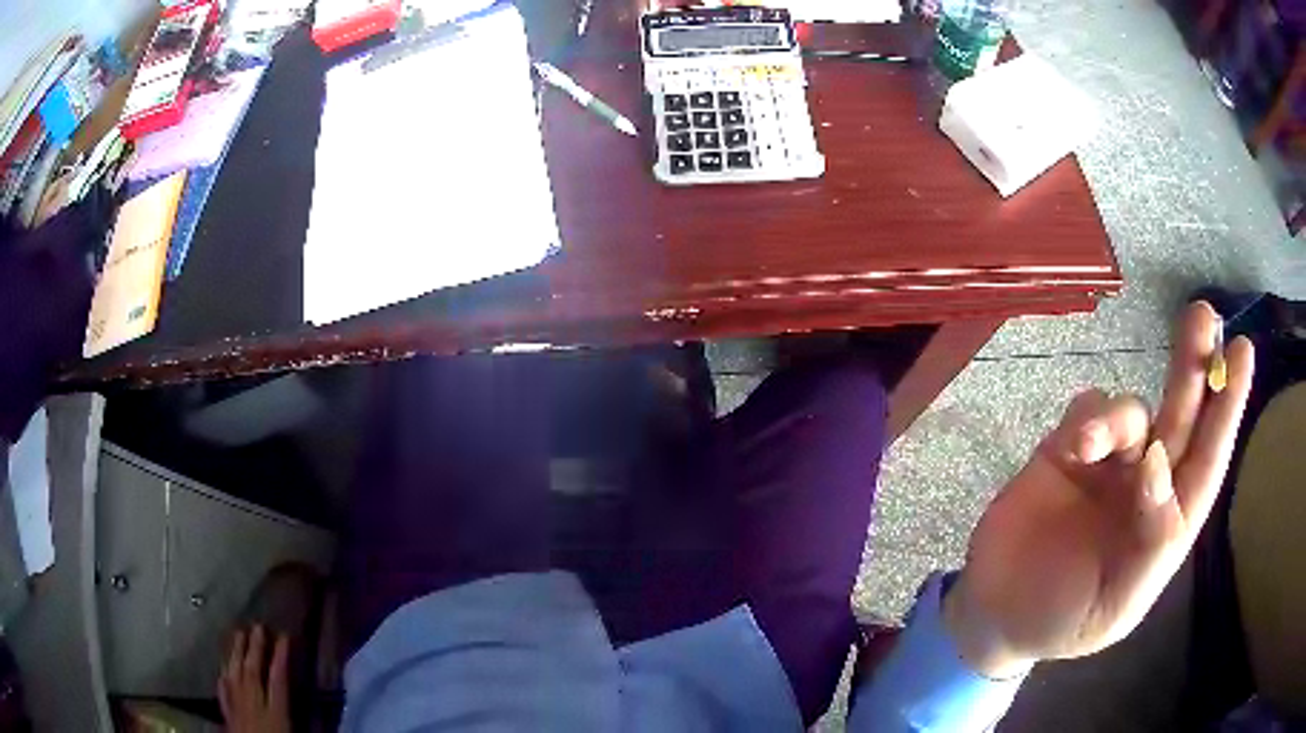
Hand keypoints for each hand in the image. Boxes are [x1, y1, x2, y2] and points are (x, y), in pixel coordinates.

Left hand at [219, 625, 290, 732]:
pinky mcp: (227, 714)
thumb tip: (303, 691)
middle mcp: (252, 703)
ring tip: (238, 635)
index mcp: (274, 711)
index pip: (278, 679)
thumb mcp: (290, 730)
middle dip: (255, 648)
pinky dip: (223, 677)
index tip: (284, 636)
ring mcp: (236, 706)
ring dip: (236, 654)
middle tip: (257, 626)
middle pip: (252, 671)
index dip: (281, 656)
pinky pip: (223, 690)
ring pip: (234, 675)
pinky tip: (223, 669)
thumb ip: (291, 710)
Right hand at [945, 302, 1254, 677]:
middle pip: (1180, 416)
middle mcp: (1145, 484)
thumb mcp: (1115, 608)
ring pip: (1131, 411)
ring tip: (1089, 443)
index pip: (1207, 461)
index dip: (1227, 409)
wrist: (996, 614)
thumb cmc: (1064, 621)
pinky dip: (1087, 419)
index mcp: (1166, 523)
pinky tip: (1073, 446)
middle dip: (1193, 365)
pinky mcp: (1065, 450)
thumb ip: (1151, 545)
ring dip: (1120, 415)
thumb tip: (1158, 464)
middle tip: (1205, 316)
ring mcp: (1107, 464)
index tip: (1241, 353)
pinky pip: (1086, 413)